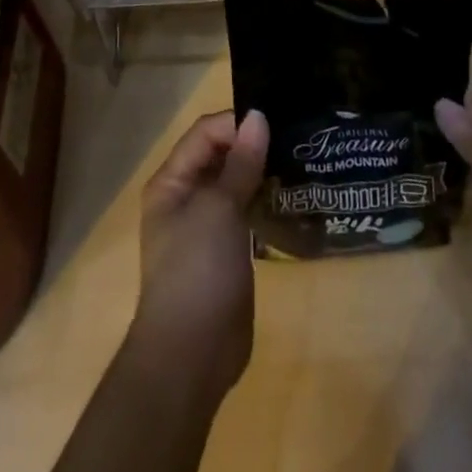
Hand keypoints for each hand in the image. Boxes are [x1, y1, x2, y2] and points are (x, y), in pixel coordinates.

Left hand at [128, 109, 268, 400]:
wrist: (192, 354)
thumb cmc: (197, 269)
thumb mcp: (220, 209)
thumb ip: (241, 162)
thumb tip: (258, 117)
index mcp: (172, 181)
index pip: (205, 134)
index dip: (237, 123)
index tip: (276, 122)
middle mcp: (185, 197)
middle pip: (220, 155)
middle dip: (252, 145)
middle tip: (294, 137)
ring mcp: (206, 226)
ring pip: (235, 184)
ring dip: (261, 172)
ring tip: (299, 160)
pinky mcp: (226, 250)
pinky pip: (246, 212)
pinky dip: (265, 200)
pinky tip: (292, 195)